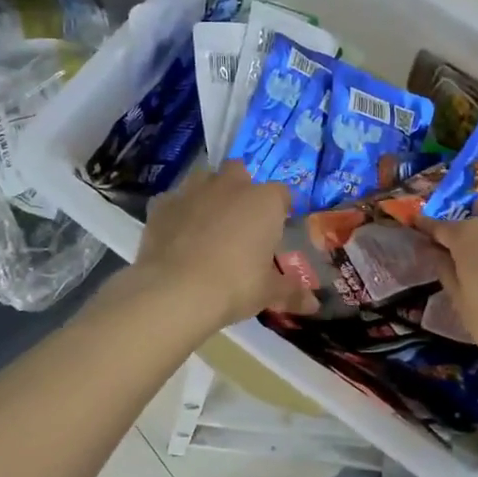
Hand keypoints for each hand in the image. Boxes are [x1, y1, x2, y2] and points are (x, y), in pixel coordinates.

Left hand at [128, 162, 316, 333]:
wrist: (176, 290)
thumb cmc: (235, 286)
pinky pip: (173, 200)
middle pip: (240, 172)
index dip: (280, 210)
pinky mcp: (162, 204)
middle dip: (241, 188)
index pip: (282, 194)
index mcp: (264, 201)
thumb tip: (314, 304)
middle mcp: (230, 186)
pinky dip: (177, 212)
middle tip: (240, 220)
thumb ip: (291, 291)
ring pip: (204, 178)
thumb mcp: (268, 292)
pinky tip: (177, 234)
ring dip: (208, 193)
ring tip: (208, 223)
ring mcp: (193, 190)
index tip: (276, 230)